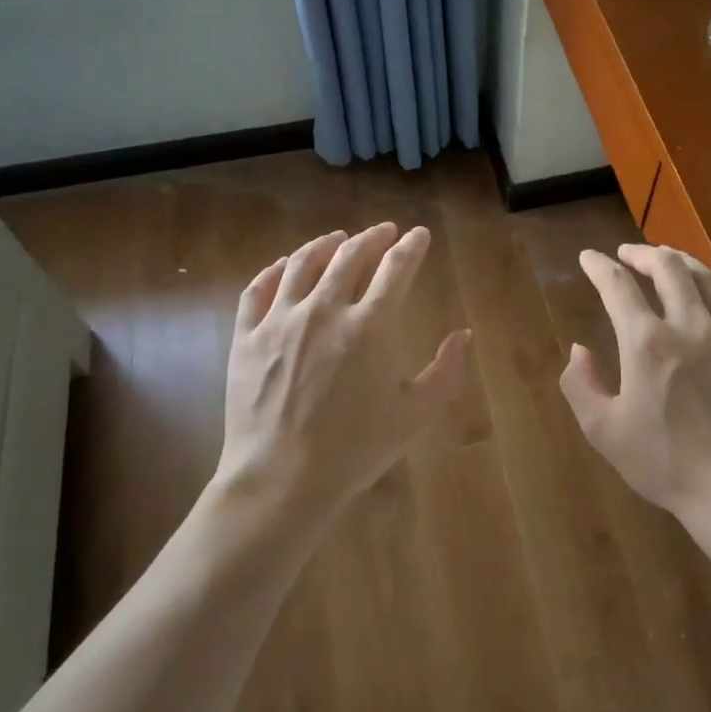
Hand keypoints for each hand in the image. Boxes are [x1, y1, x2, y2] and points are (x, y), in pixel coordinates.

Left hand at [217, 223, 469, 518]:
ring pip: (303, 263)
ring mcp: (280, 320)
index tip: (418, 235)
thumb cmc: (356, 449)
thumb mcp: (415, 414)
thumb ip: (446, 371)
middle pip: (350, 256)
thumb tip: (463, 335)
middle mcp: (325, 309)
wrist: (282, 479)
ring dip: (325, 244)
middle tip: (383, 232)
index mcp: (371, 325)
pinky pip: (259, 289)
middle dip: (372, 237)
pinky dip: (275, 269)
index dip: (411, 246)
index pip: (396, 268)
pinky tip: (285, 264)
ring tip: (337, 238)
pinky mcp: (247, 336)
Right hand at [560, 244, 710, 525]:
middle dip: (642, 254)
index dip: (599, 267)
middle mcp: (690, 327)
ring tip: (666, 258)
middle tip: (626, 254)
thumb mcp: (603, 431)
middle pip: (667, 269)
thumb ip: (580, 384)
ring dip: (680, 262)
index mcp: (647, 343)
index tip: (588, 257)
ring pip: (706, 279)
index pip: (618, 287)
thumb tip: (578, 350)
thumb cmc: (665, 464)